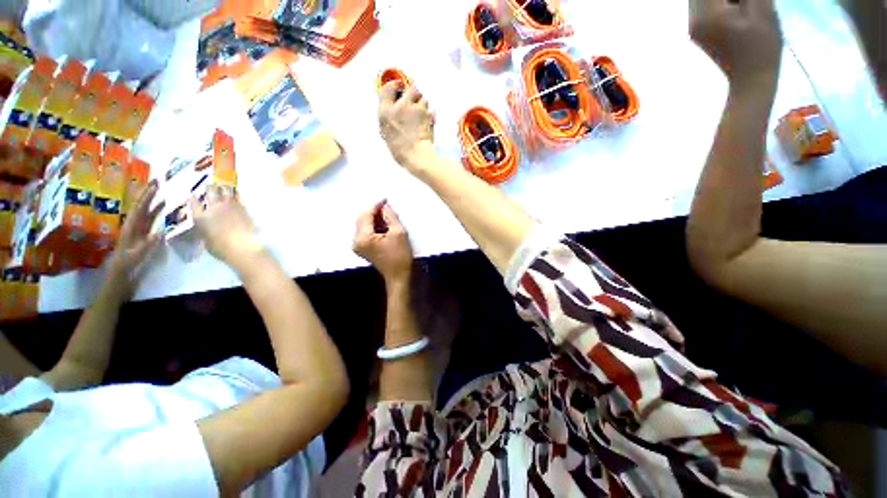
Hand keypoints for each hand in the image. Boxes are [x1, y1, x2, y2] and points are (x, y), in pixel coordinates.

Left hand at [108, 179, 163, 296]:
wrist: (118, 276)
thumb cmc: (125, 267)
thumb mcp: (135, 257)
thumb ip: (146, 245)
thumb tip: (160, 233)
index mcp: (130, 229)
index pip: (139, 209)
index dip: (146, 197)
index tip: (154, 186)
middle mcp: (133, 226)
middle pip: (141, 207)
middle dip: (148, 194)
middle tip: (158, 182)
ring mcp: (137, 230)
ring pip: (145, 212)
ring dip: (153, 202)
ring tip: (163, 193)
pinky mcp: (142, 235)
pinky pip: (149, 220)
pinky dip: (156, 213)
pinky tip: (163, 209)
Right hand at [189, 185, 259, 270]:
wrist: (242, 246)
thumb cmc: (221, 248)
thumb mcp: (206, 240)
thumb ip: (204, 231)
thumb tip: (206, 228)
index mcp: (200, 217)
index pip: (193, 203)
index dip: (192, 198)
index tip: (192, 195)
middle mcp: (213, 208)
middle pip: (210, 192)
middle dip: (210, 187)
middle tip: (210, 183)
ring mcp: (230, 206)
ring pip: (225, 191)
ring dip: (224, 186)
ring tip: (223, 182)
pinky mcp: (243, 208)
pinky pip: (239, 197)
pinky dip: (236, 193)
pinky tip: (236, 190)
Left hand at [353, 200, 413, 282]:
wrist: (399, 276)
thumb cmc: (400, 256)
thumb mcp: (398, 233)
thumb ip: (390, 216)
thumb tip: (385, 206)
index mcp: (363, 237)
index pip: (366, 215)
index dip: (376, 206)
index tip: (385, 200)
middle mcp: (356, 240)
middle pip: (362, 219)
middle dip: (375, 212)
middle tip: (388, 208)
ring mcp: (358, 245)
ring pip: (364, 224)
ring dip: (375, 219)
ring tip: (389, 217)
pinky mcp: (363, 248)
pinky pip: (366, 232)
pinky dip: (375, 226)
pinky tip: (385, 226)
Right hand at [378, 83, 435, 171]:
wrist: (416, 156)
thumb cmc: (401, 150)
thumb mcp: (386, 134)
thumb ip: (388, 118)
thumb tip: (392, 108)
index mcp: (385, 112)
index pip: (388, 88)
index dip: (396, 85)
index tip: (400, 86)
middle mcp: (398, 107)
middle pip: (409, 88)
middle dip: (413, 93)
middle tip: (415, 100)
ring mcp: (414, 108)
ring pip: (421, 97)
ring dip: (422, 102)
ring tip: (421, 113)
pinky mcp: (426, 113)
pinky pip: (429, 106)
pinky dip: (429, 111)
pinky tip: (427, 119)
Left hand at [690, 0, 782, 87]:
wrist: (750, 79)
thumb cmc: (762, 46)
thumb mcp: (762, 10)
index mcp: (707, 15)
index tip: (744, 1)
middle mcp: (693, 21)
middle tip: (745, 4)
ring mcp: (693, 28)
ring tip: (742, 6)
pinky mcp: (698, 32)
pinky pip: (704, 7)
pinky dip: (720, 2)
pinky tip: (737, 8)